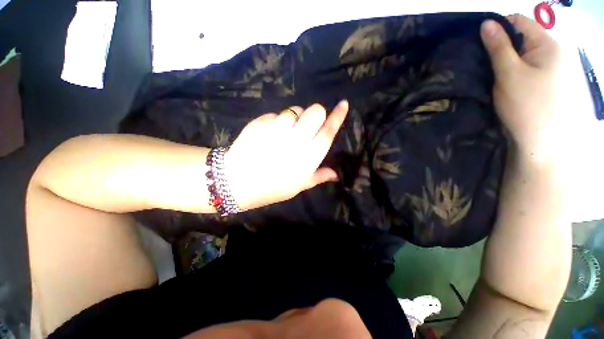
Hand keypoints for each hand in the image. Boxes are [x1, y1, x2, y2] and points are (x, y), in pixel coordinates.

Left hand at [225, 101, 348, 209]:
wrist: (238, 181)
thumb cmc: (273, 187)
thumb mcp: (299, 185)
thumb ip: (319, 176)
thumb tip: (335, 174)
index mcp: (309, 156)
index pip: (328, 130)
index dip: (338, 115)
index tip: (344, 103)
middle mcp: (297, 140)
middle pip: (315, 111)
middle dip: (315, 114)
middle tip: (307, 125)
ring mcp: (277, 129)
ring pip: (294, 110)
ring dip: (294, 118)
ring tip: (285, 132)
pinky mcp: (261, 122)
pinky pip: (276, 114)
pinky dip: (277, 121)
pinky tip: (269, 134)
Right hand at [480, 14, 562, 162]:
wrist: (541, 141)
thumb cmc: (526, 105)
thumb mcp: (509, 74)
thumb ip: (499, 47)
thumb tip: (486, 23)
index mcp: (548, 44)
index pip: (520, 22)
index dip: (498, 28)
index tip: (479, 43)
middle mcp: (553, 51)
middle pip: (522, 38)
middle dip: (501, 46)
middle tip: (482, 62)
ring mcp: (551, 68)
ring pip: (523, 54)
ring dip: (506, 60)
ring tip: (490, 72)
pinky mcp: (546, 82)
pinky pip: (526, 67)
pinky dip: (512, 70)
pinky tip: (502, 80)